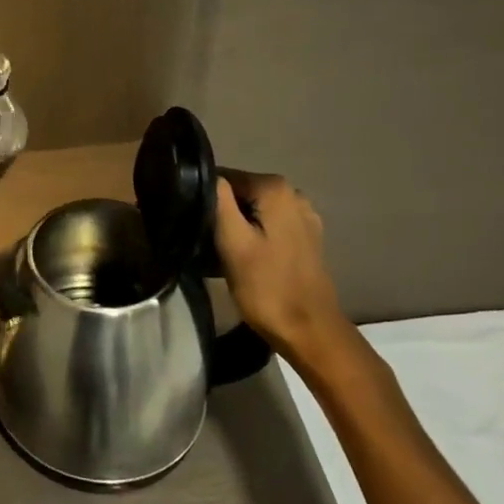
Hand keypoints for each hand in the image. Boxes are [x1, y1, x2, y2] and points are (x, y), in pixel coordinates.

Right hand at [214, 171, 348, 360]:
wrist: (309, 330)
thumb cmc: (266, 286)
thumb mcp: (232, 242)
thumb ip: (218, 200)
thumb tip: (205, 173)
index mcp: (275, 188)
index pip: (222, 177)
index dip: (203, 198)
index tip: (194, 224)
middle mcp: (292, 193)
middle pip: (238, 192)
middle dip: (219, 212)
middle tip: (205, 242)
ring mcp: (302, 215)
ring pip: (251, 210)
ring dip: (234, 226)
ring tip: (220, 252)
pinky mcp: (304, 236)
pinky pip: (266, 223)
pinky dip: (251, 235)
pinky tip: (244, 258)